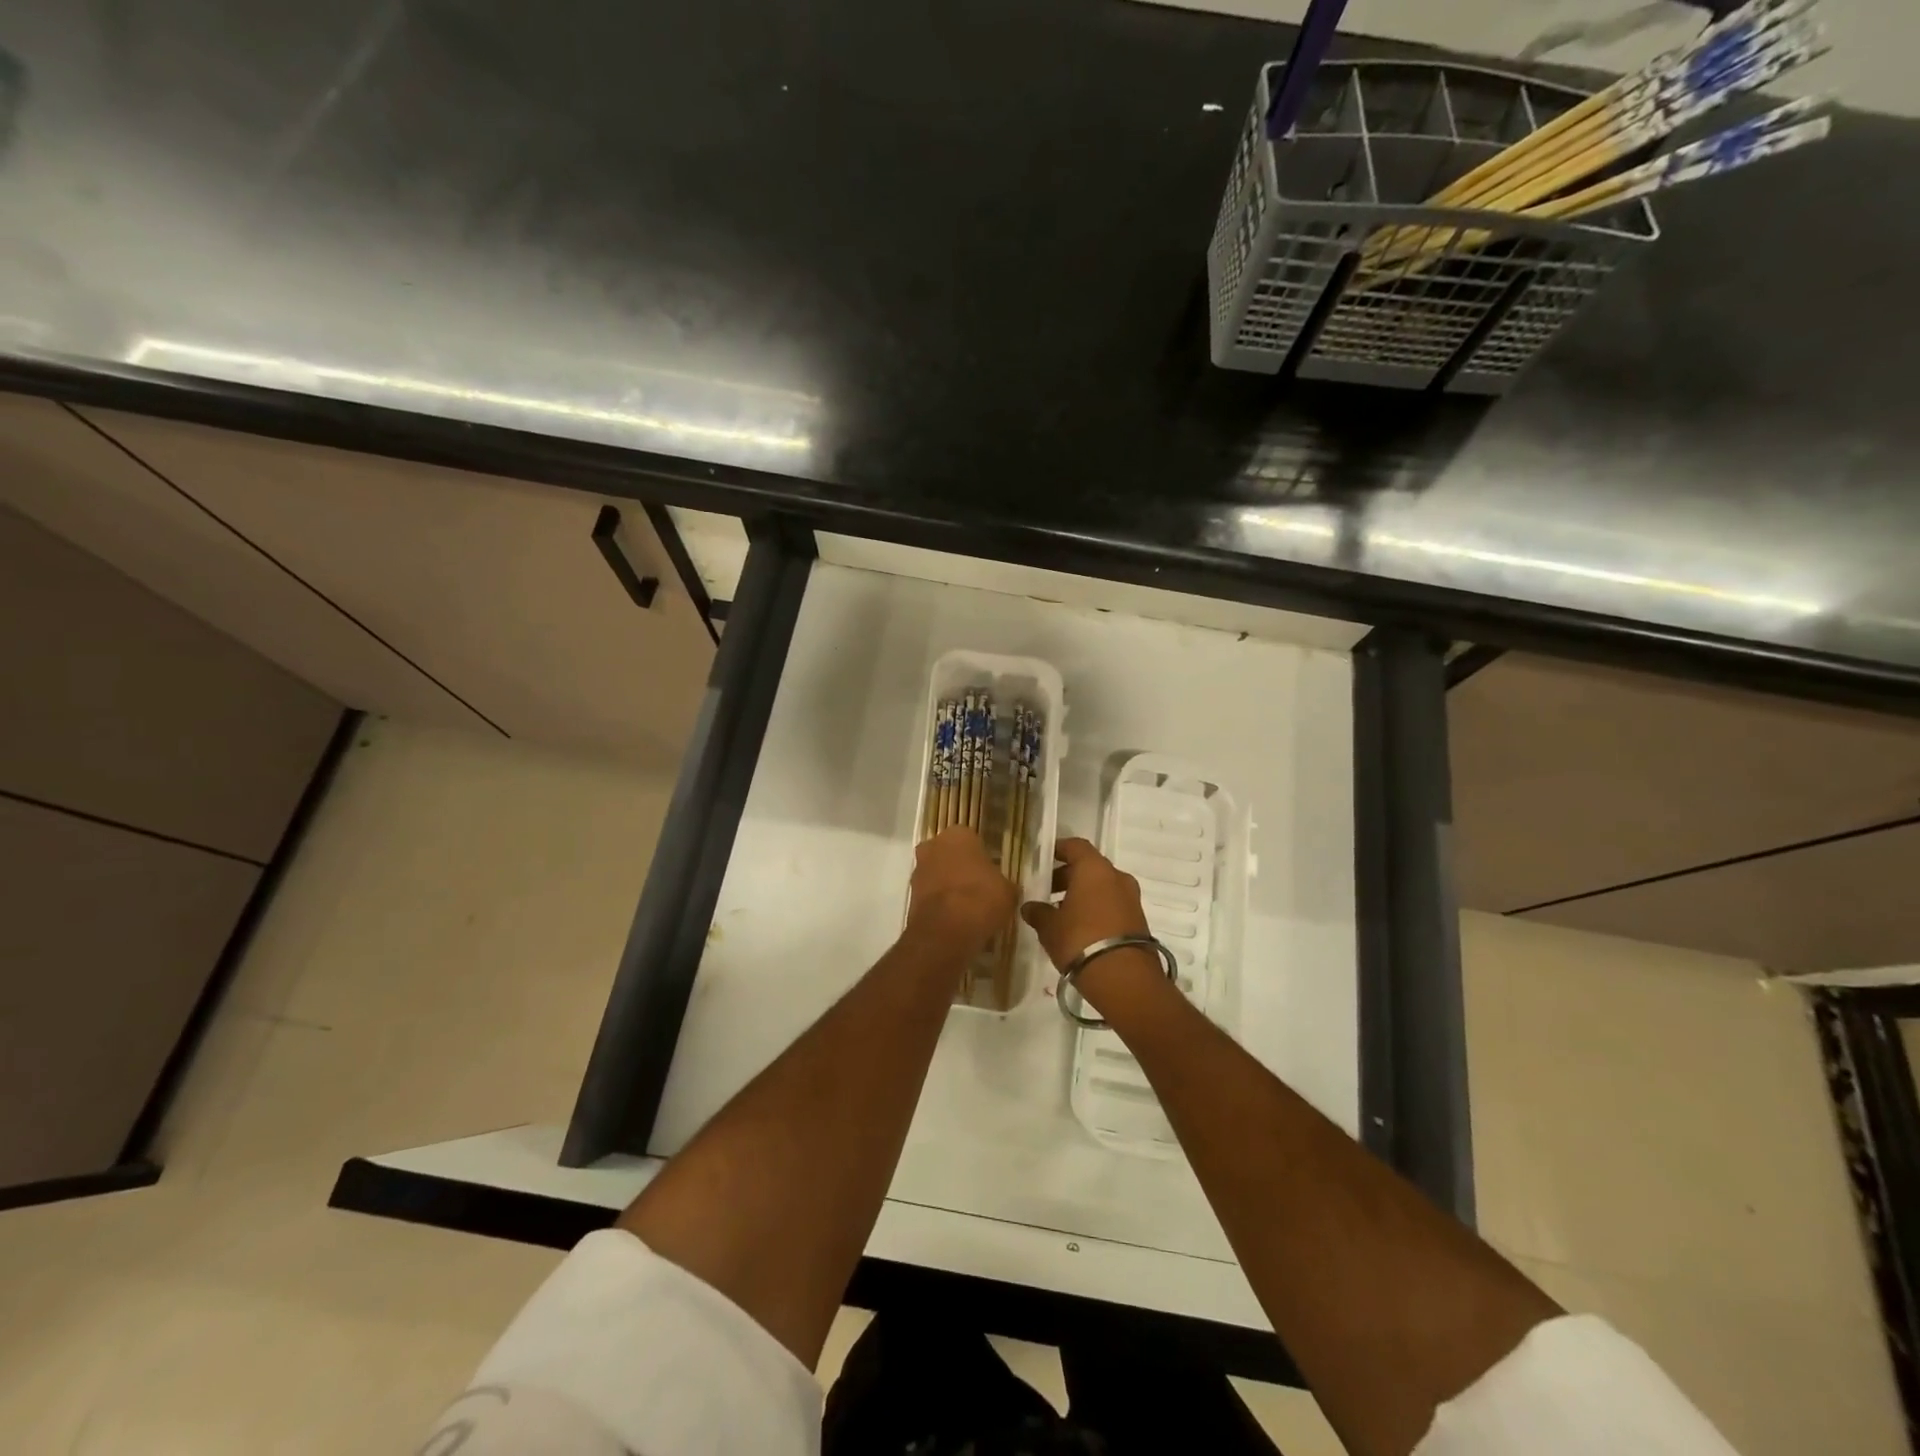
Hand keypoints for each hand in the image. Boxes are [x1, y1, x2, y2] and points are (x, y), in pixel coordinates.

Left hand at [906, 827, 1017, 955]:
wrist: (947, 930)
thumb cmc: (982, 898)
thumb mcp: (1008, 890)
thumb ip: (1003, 883)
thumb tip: (1003, 888)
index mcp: (958, 834)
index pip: (972, 839)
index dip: (981, 857)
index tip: (990, 873)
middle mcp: (933, 845)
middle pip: (949, 854)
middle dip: (960, 868)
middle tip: (978, 888)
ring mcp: (918, 870)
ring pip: (937, 873)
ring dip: (948, 885)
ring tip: (967, 907)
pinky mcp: (909, 895)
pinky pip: (930, 895)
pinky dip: (939, 903)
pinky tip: (955, 919)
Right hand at [1022, 839, 1168, 1015]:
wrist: (1124, 978)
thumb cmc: (1080, 940)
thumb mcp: (1050, 927)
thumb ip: (1038, 912)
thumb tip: (1029, 907)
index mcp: (1094, 869)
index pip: (1076, 846)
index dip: (1059, 849)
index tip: (1044, 857)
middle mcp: (1116, 877)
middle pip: (1090, 867)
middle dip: (1068, 876)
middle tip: (1048, 891)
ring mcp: (1131, 898)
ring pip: (1102, 887)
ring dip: (1083, 894)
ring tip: (1062, 913)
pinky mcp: (1138, 920)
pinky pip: (1113, 904)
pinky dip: (1097, 908)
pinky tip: (1081, 927)